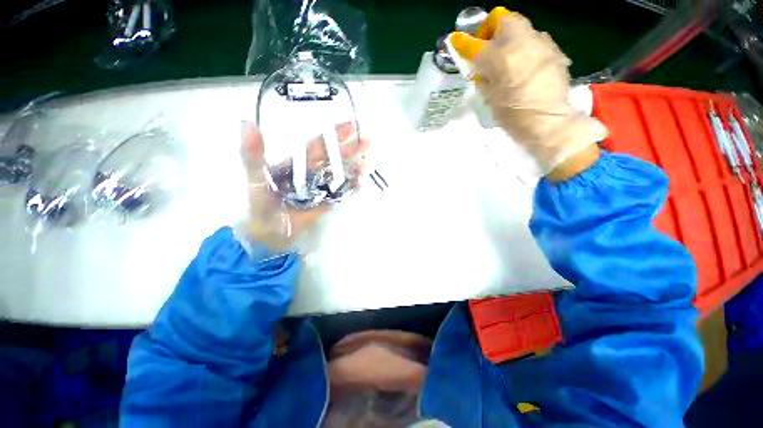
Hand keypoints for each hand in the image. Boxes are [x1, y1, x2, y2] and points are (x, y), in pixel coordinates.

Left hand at [240, 121, 368, 251]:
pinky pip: (343, 193)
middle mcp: (314, 172)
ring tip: (367, 164)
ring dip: (355, 168)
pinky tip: (361, 183)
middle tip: (368, 141)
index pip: (318, 144)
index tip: (350, 125)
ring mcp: (323, 187)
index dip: (332, 134)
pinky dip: (352, 188)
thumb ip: (253, 155)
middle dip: (351, 149)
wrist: (269, 232)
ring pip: (342, 174)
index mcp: (299, 162)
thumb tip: (246, 123)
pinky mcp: (329, 201)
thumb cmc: (262, 204)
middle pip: (335, 158)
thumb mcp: (255, 178)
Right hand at [450, 7, 606, 180]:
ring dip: (508, 39)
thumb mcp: (490, 99)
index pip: (475, 44)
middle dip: (490, 30)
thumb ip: (482, 78)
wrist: (548, 121)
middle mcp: (520, 42)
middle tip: (486, 49)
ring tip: (507, 61)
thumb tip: (478, 68)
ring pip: (519, 28)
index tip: (456, 42)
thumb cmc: (513, 116)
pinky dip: (524, 48)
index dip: (464, 43)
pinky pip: (533, 40)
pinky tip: (524, 67)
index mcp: (500, 58)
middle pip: (502, 19)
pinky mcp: (553, 49)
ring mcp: (540, 42)